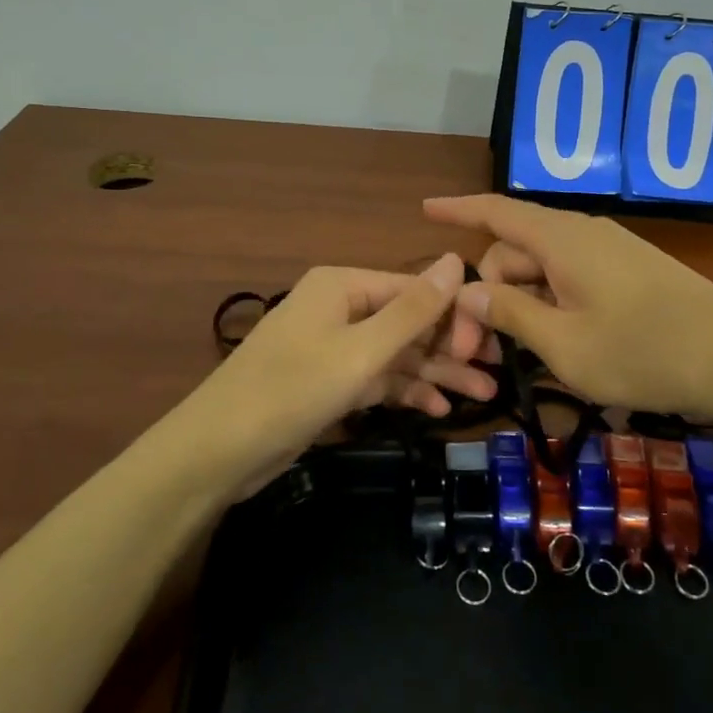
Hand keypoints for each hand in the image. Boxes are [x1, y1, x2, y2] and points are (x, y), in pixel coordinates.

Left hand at [186, 253, 496, 491]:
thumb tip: (455, 259)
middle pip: (408, 321)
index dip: (456, 314)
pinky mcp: (328, 381)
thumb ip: (412, 310)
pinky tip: (438, 409)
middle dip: (450, 348)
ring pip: (396, 353)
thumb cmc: (291, 390)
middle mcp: (340, 307)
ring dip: (435, 373)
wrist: (216, 453)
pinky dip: (405, 390)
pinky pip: (377, 377)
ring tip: (483, 396)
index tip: (496, 344)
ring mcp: (333, 345)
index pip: (414, 288)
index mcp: (343, 285)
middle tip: (496, 375)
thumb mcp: (361, 351)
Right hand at [424, 194, 712, 419]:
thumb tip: (469, 287)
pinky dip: (551, 303)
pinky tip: (554, 342)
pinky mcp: (632, 272)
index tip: (425, 210)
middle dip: (488, 293)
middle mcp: (584, 233)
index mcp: (562, 239)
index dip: (458, 210)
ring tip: (513, 357)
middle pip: (516, 250)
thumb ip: (511, 312)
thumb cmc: (644, 352)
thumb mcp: (564, 344)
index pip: (496, 212)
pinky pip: (573, 277)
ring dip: (520, 304)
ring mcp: (612, 251)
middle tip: (476, 354)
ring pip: (545, 268)